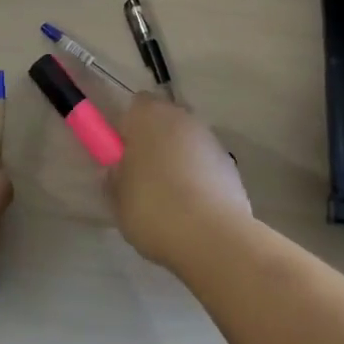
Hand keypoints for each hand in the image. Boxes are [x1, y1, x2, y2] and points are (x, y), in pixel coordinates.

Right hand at [108, 97, 251, 270]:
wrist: (214, 237)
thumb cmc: (154, 210)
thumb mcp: (118, 200)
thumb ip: (113, 178)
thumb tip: (114, 170)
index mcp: (148, 116)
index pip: (134, 106)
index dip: (126, 129)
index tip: (122, 157)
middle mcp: (181, 117)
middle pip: (163, 121)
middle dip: (153, 142)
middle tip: (142, 178)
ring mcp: (210, 139)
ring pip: (185, 142)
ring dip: (177, 159)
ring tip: (169, 198)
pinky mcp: (231, 164)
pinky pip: (205, 163)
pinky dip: (198, 176)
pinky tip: (193, 208)